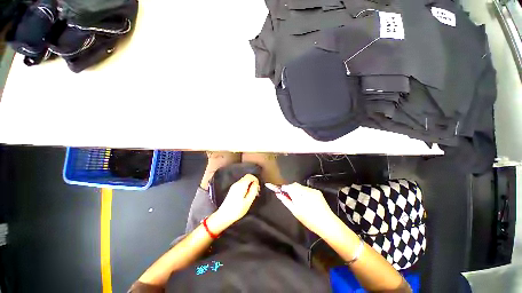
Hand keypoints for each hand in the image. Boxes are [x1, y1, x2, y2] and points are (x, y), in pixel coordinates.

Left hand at [208, 174, 259, 232]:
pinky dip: (245, 187)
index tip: (258, 188)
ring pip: (244, 181)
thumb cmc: (237, 210)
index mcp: (241, 185)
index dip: (256, 180)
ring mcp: (234, 186)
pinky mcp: (232, 189)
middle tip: (256, 192)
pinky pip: (241, 184)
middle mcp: (237, 183)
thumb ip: (253, 191)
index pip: (250, 176)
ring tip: (252, 195)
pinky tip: (246, 196)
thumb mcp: (248, 201)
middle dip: (253, 183)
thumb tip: (256, 184)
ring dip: (249, 185)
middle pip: (247, 177)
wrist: (224, 216)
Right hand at [274, 183, 336, 235]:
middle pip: (294, 185)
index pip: (288, 186)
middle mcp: (306, 190)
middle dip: (290, 189)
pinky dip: (303, 192)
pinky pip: (307, 189)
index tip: (281, 191)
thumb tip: (278, 194)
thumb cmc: (309, 220)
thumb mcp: (295, 212)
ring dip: (297, 190)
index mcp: (299, 196)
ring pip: (300, 186)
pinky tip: (306, 200)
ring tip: (298, 200)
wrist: (327, 224)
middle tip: (289, 197)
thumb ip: (286, 201)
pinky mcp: (317, 191)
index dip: (283, 188)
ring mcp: (312, 190)